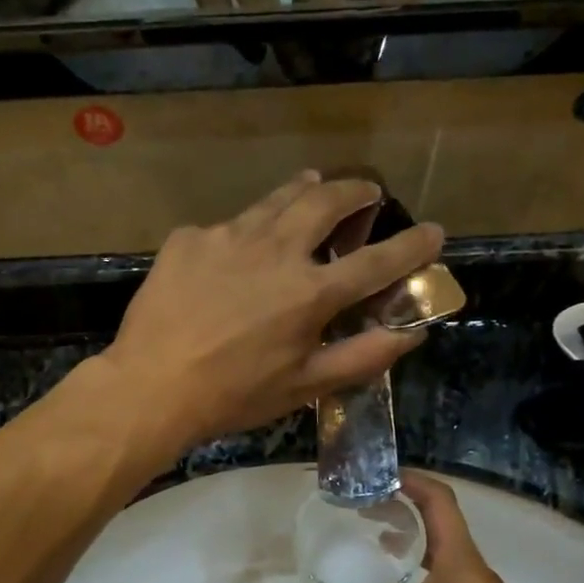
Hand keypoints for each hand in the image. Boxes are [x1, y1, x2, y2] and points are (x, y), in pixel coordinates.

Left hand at [98, 172, 442, 450]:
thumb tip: (411, 333)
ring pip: (276, 200)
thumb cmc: (233, 396)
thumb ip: (362, 357)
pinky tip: (235, 252)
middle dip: (355, 191)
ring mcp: (228, 236)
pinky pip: (226, 227)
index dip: (411, 246)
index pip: (377, 261)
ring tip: (313, 186)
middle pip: (326, 202)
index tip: (433, 231)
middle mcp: (275, 251)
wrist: (150, 388)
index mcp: (310, 292)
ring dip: (303, 191)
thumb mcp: (304, 387)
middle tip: (366, 193)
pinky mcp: (189, 239)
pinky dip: (244, 233)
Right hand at [321, 473, 540, 582]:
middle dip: (407, 512)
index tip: (383, 477)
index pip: (439, 501)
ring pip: (446, 555)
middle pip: (442, 525)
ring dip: (415, 544)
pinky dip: (423, 575)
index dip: (414, 481)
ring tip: (381, 547)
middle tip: (370, 512)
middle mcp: (474, 569)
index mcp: (460, 558)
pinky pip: (448, 582)